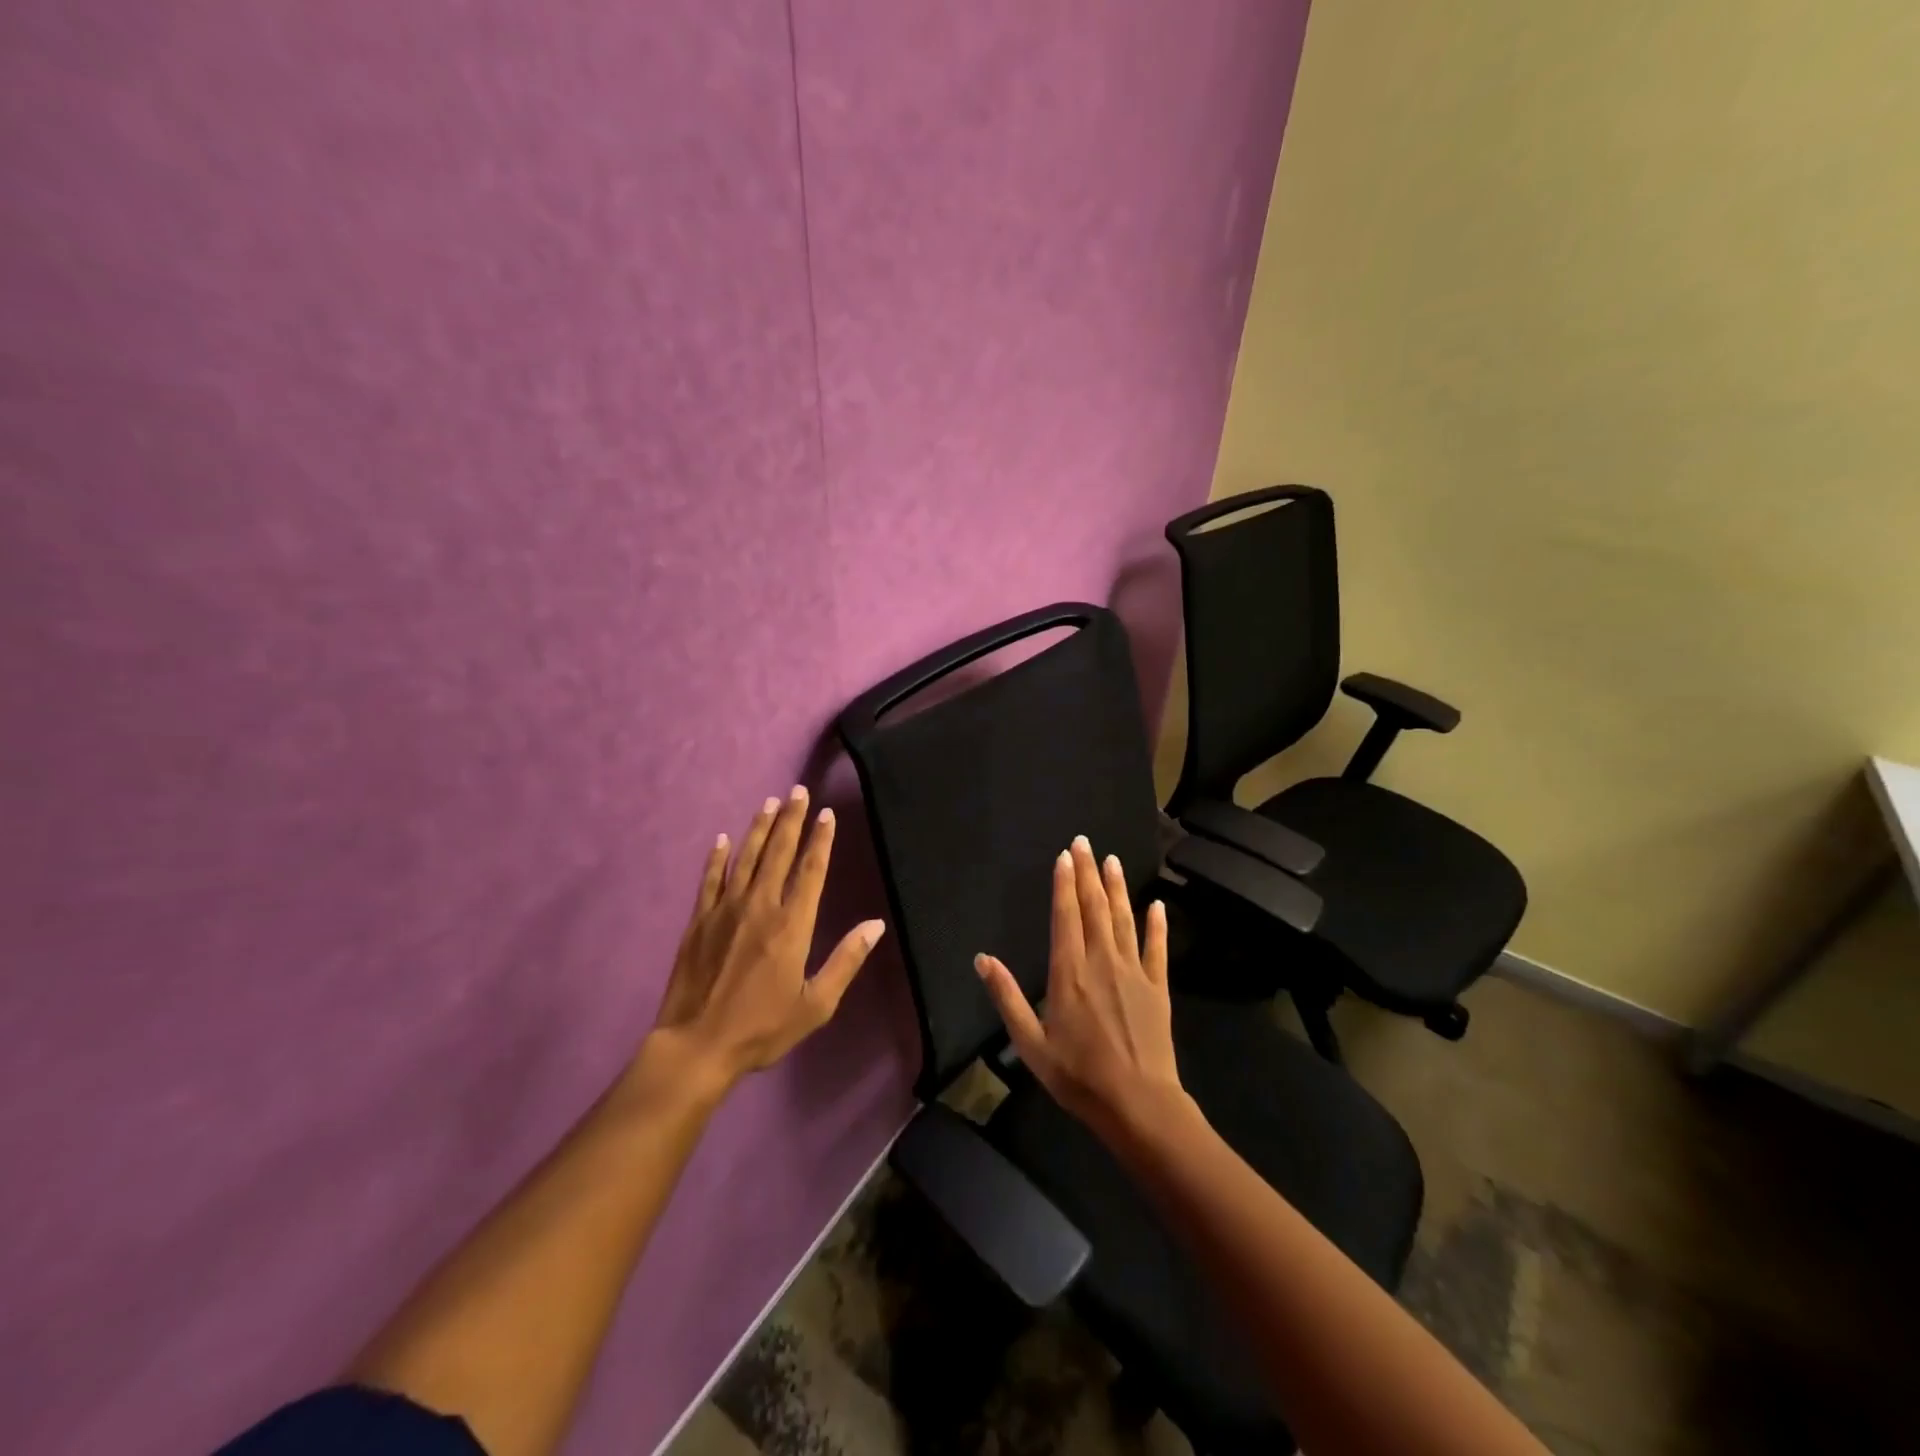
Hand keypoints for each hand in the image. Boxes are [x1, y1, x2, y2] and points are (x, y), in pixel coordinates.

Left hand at [649, 786, 885, 1089]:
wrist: (698, 1045)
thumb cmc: (762, 1028)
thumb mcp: (816, 1004)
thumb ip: (846, 960)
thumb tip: (876, 925)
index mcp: (792, 925)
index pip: (811, 870)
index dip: (820, 840)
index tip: (826, 814)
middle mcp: (760, 906)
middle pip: (778, 853)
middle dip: (791, 820)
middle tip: (797, 791)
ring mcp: (726, 910)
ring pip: (746, 858)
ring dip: (759, 828)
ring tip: (769, 803)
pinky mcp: (699, 921)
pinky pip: (710, 879)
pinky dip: (717, 857)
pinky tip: (723, 839)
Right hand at [973, 836, 1189, 1147]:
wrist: (1138, 1104)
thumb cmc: (1078, 1076)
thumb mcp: (1030, 1043)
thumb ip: (1007, 997)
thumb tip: (982, 959)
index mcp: (1068, 972)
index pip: (1065, 916)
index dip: (1064, 883)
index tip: (1064, 855)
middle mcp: (1101, 961)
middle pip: (1094, 907)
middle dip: (1088, 872)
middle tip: (1085, 841)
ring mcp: (1134, 972)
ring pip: (1124, 919)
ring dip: (1117, 887)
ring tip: (1113, 860)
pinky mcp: (1158, 988)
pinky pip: (1157, 948)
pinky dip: (1157, 925)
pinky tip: (1157, 905)